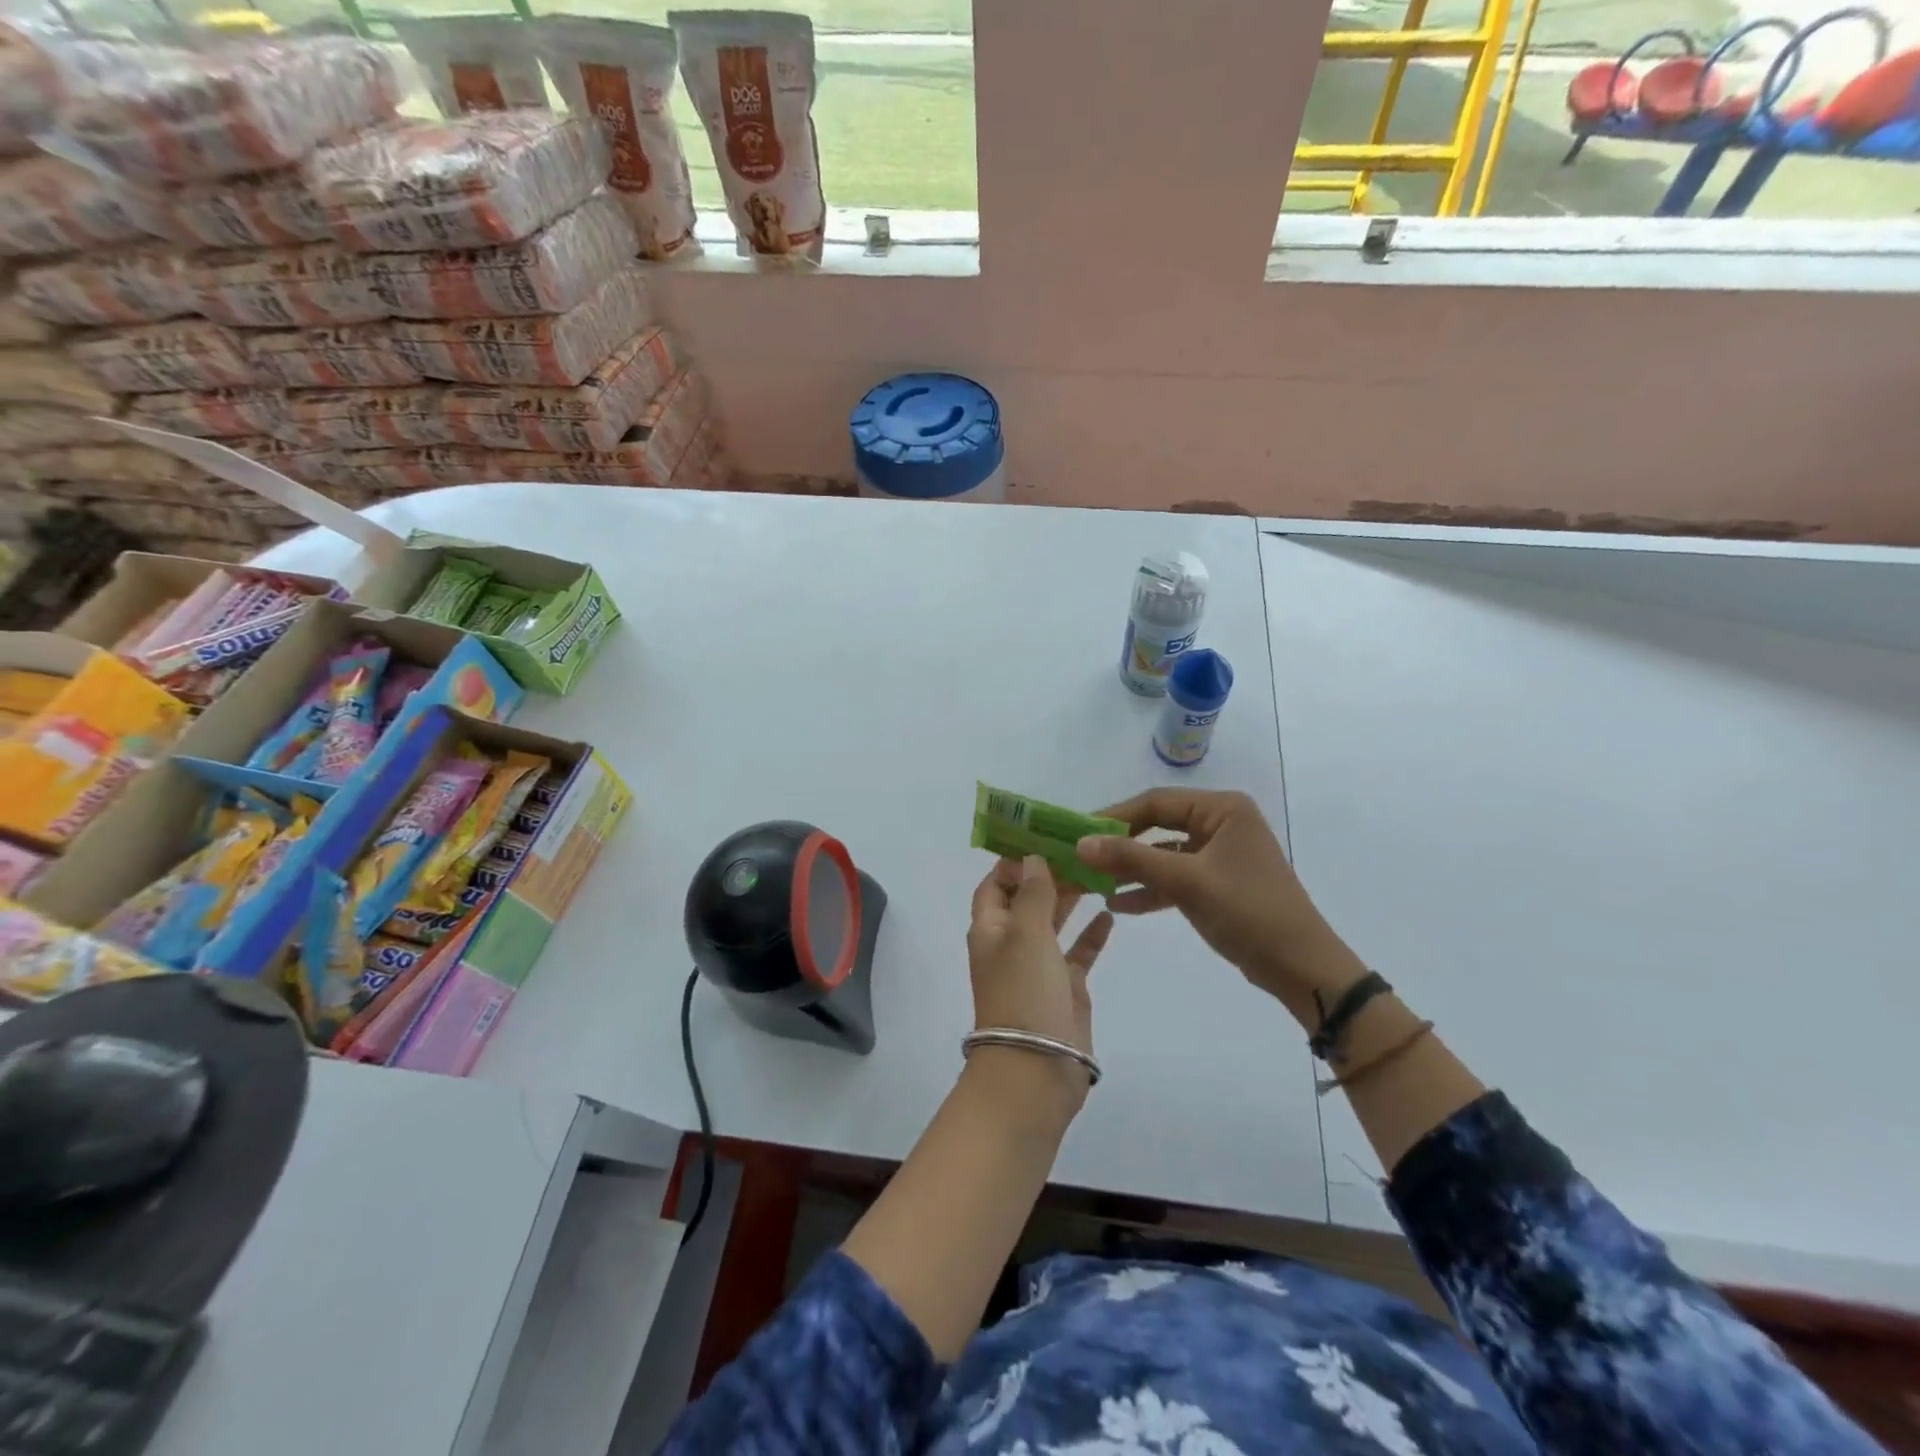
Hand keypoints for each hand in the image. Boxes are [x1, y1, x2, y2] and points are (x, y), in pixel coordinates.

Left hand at [966, 856, 1113, 1111]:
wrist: (1036, 1068)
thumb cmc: (1024, 992)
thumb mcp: (1026, 934)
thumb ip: (1033, 893)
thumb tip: (1032, 859)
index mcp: (990, 928)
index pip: (995, 884)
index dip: (1014, 861)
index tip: (1043, 837)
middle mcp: (1011, 943)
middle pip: (1028, 899)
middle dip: (1049, 875)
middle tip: (1082, 850)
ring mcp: (1039, 966)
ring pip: (1054, 923)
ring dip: (1071, 899)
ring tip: (1098, 872)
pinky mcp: (1065, 988)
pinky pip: (1078, 952)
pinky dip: (1091, 934)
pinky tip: (1110, 914)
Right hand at [1075, 789, 1366, 1024]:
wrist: (1300, 966)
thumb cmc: (1247, 911)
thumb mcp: (1186, 881)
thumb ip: (1132, 859)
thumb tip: (1080, 844)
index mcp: (1222, 809)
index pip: (1156, 802)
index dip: (1114, 816)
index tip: (1078, 832)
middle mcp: (1221, 823)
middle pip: (1157, 826)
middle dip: (1120, 845)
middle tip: (1082, 857)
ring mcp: (1219, 854)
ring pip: (1163, 854)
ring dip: (1131, 870)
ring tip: (1092, 883)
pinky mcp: (1217, 883)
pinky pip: (1175, 878)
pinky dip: (1150, 889)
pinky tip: (1118, 904)